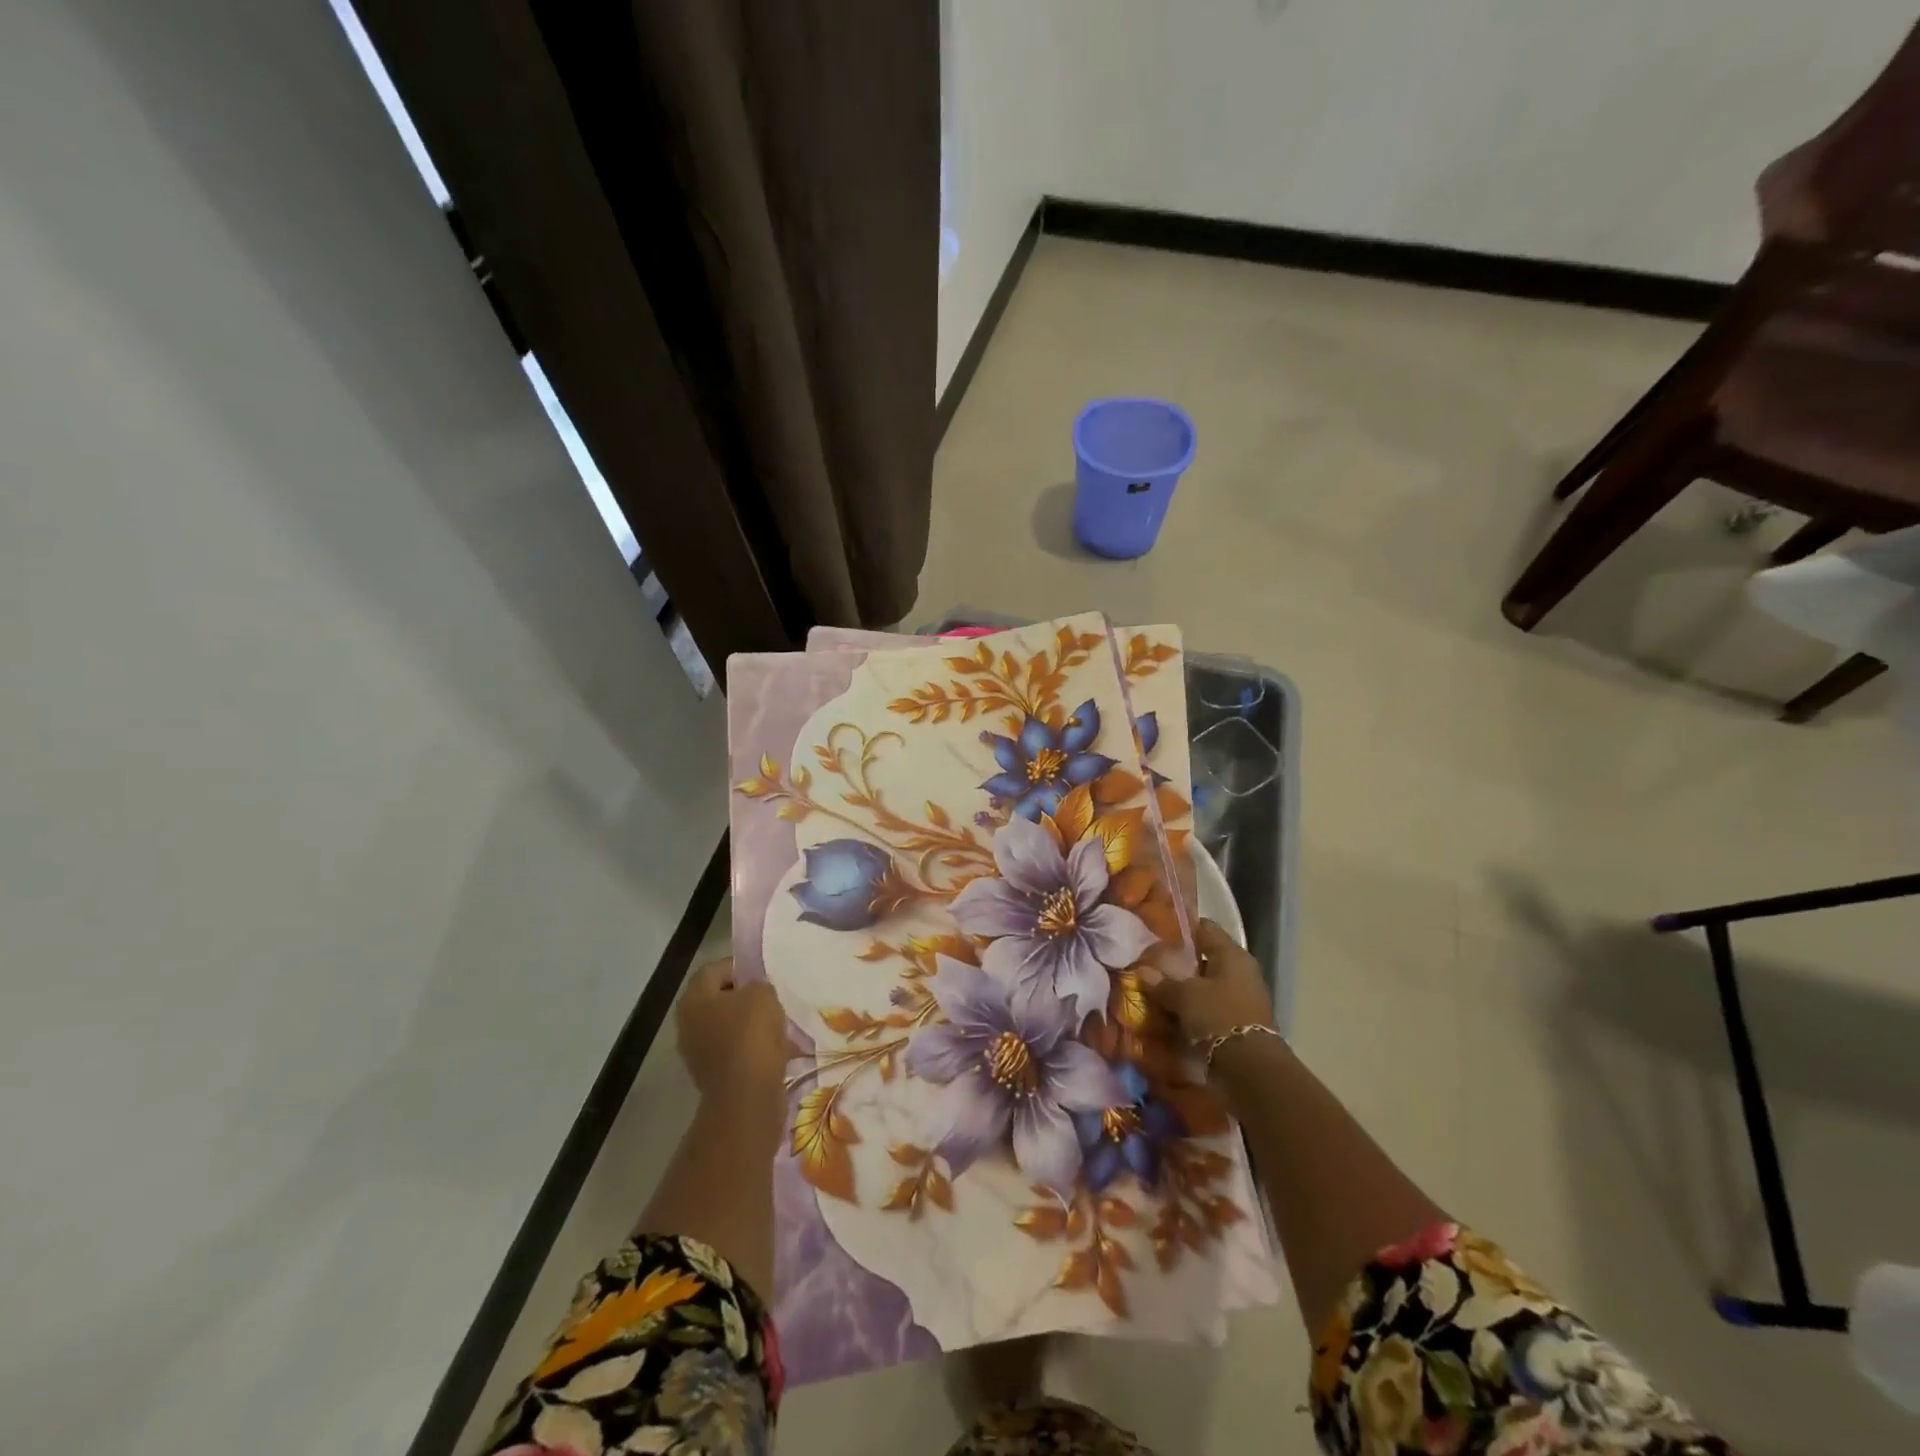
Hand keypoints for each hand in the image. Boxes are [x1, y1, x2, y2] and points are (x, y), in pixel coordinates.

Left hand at [676, 958, 794, 1117]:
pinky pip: (734, 1051)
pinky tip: (775, 1049)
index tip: (764, 973)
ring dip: (750, 1025)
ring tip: (778, 1025)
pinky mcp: (712, 1076)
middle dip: (745, 998)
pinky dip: (752, 1048)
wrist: (746, 1096)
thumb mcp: (763, 995)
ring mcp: (697, 1053)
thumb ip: (758, 985)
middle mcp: (688, 1024)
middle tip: (771, 998)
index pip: (714, 969)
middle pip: (719, 999)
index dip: (740, 966)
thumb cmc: (751, 1035)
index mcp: (694, 999)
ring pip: (727, 1027)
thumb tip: (754, 992)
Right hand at [1143, 919, 1275, 1046]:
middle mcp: (1242, 971)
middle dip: (1181, 963)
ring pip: (1208, 984)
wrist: (1251, 1068)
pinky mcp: (1241, 1021)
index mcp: (1233, 954)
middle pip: (1207, 958)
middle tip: (1153, 965)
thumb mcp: (1184, 996)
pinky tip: (1175, 1014)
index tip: (1158, 933)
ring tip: (1159, 991)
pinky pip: (1213, 1007)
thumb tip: (1141, 970)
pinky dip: (1196, 1009)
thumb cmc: (1218, 1016)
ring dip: (1187, 989)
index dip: (1182, 929)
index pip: (1205, 929)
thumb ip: (1162, 982)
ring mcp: (1244, 997)